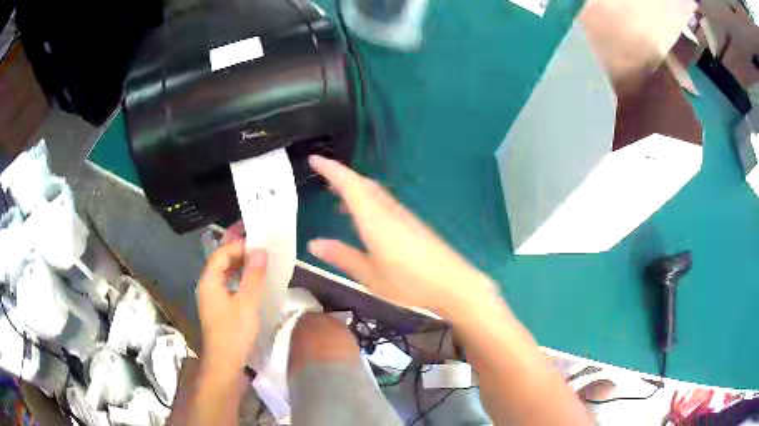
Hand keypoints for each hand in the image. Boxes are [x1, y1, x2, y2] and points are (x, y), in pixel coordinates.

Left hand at [196, 239, 266, 373]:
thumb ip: (253, 276)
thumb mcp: (247, 303)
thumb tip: (260, 250)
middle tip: (259, 245)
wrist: (225, 362)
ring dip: (239, 264)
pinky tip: (251, 280)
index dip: (238, 245)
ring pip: (223, 273)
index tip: (259, 243)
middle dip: (238, 251)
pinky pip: (226, 283)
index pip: (221, 253)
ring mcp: (211, 297)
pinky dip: (238, 277)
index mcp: (209, 281)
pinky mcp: (217, 307)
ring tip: (258, 258)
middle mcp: (206, 285)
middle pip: (220, 261)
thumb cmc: (235, 332)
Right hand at [307, 155, 499, 318]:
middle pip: (363, 184)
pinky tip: (363, 218)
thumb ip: (342, 257)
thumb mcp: (370, 276)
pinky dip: (367, 201)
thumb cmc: (409, 283)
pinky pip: (383, 203)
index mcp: (375, 219)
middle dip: (341, 175)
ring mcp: (402, 215)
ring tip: (336, 197)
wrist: (453, 283)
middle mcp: (389, 210)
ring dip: (354, 188)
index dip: (331, 169)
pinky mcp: (412, 223)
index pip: (350, 185)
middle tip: (322, 175)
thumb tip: (313, 244)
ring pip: (374, 192)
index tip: (314, 159)